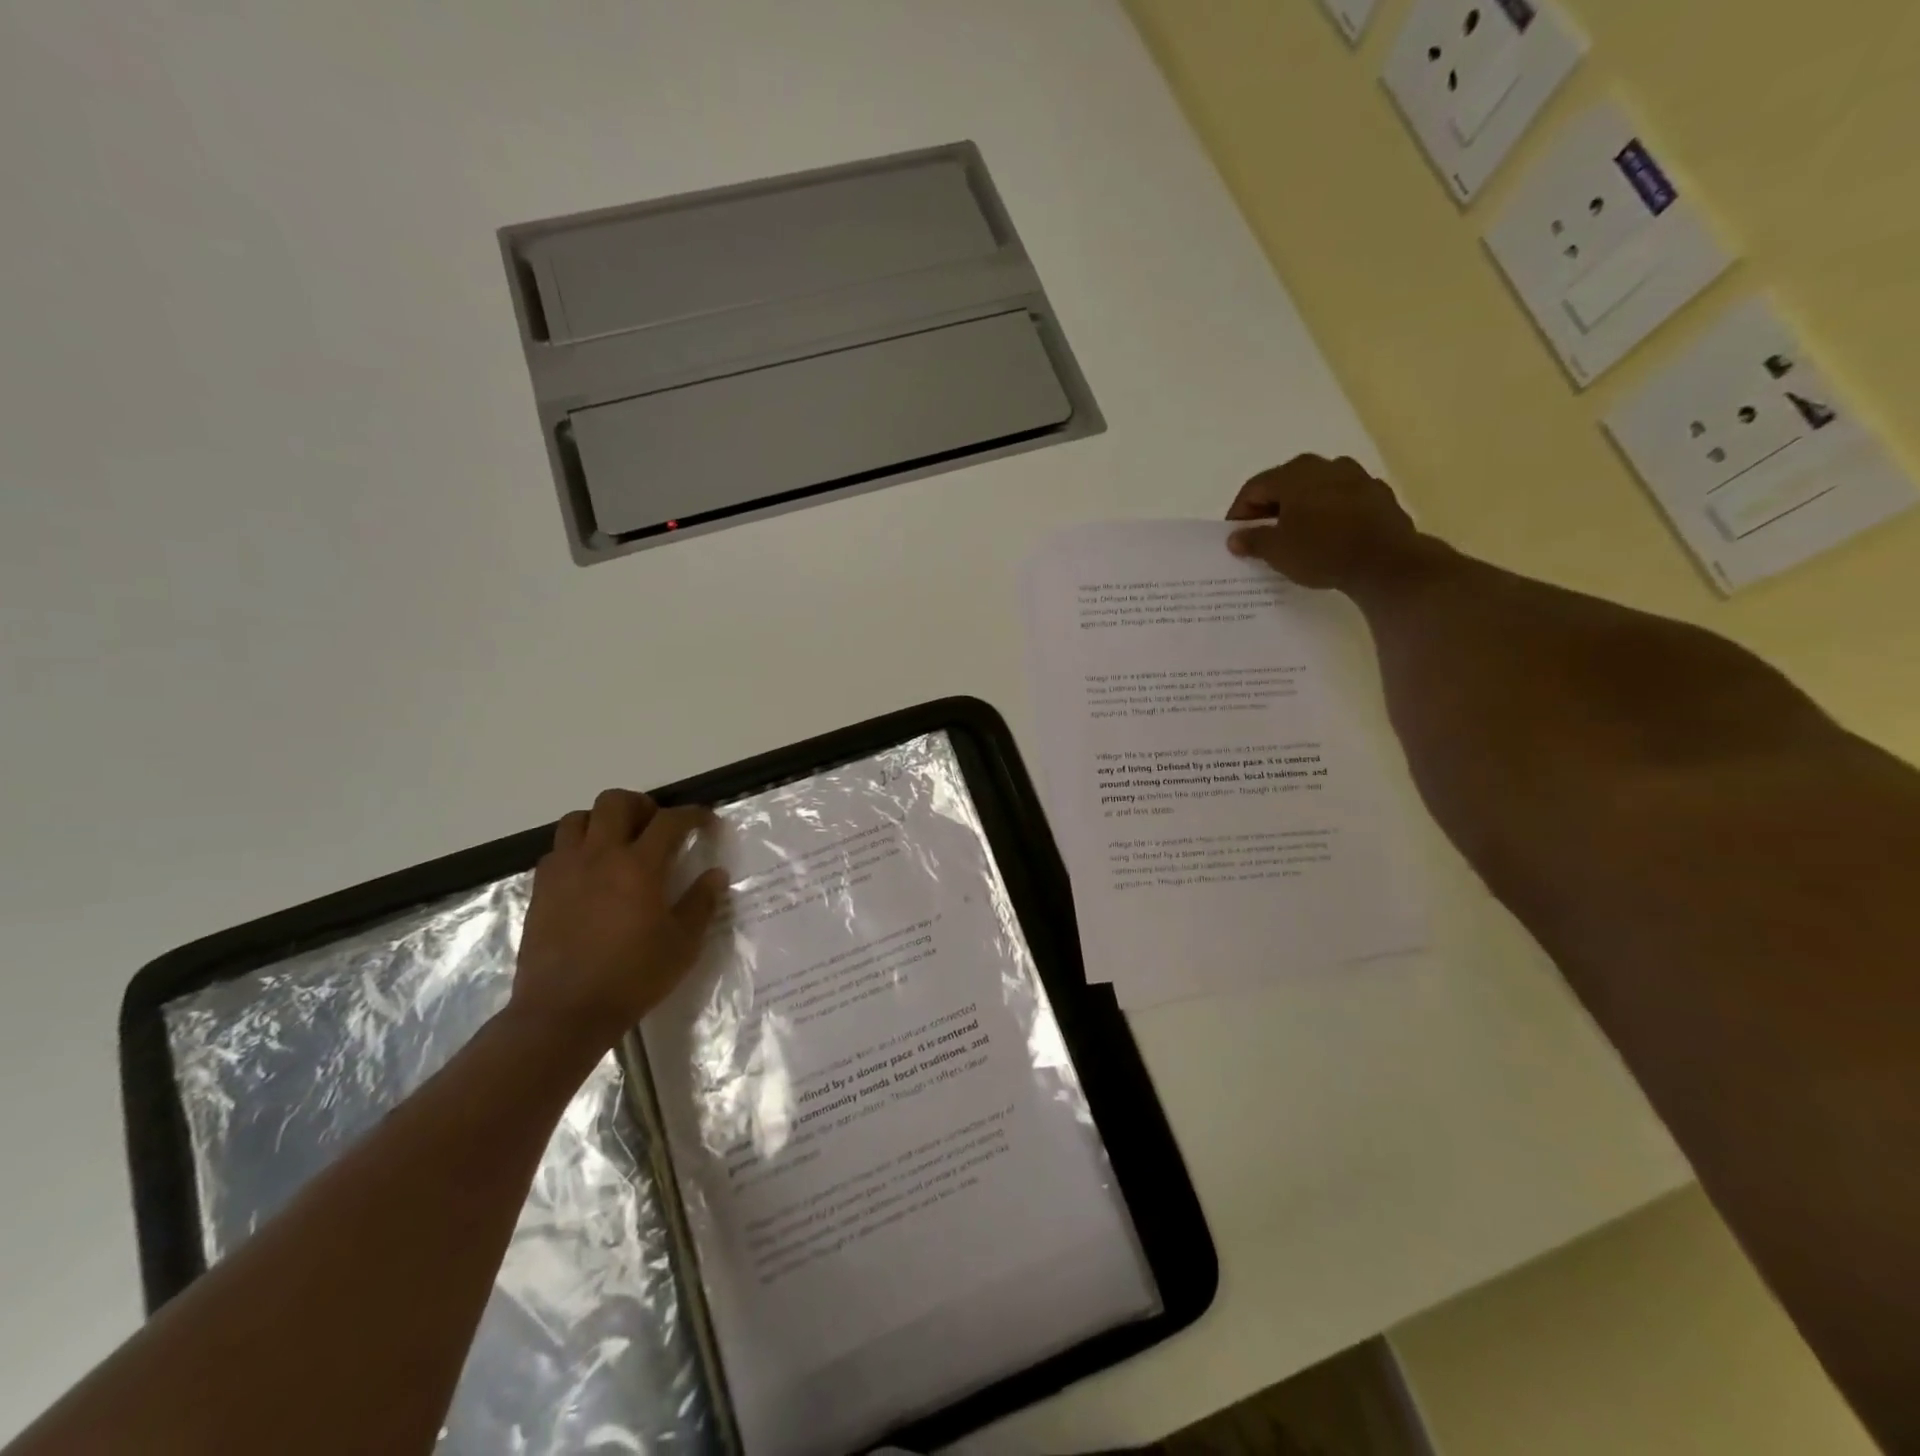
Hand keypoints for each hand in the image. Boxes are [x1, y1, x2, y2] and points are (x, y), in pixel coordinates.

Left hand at [510, 789, 726, 1056]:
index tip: (706, 821)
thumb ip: (701, 903)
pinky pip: (558, 849)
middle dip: (642, 805)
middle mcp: (599, 856)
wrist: (564, 1012)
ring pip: (579, 818)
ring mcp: (565, 870)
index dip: (693, 815)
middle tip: (657, 826)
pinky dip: (578, 848)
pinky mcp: (541, 889)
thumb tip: (715, 875)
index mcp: (639, 866)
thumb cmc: (632, 977)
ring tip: (618, 843)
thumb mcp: (683, 944)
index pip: (670, 821)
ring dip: (603, 821)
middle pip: (616, 802)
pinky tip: (590, 873)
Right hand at [1226, 455, 1423, 590]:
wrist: (1386, 561)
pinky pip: (1342, 500)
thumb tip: (1236, 537)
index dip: (1239, 513)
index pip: (1254, 488)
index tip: (1235, 537)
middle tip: (1262, 536)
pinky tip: (1327, 536)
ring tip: (1295, 536)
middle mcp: (1325, 465)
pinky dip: (1329, 514)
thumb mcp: (1277, 551)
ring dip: (1301, 509)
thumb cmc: (1322, 551)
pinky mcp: (1378, 494)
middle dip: (1270, 509)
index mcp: (1294, 474)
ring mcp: (1356, 476)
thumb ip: (1252, 540)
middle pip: (1286, 484)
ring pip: (1316, 490)